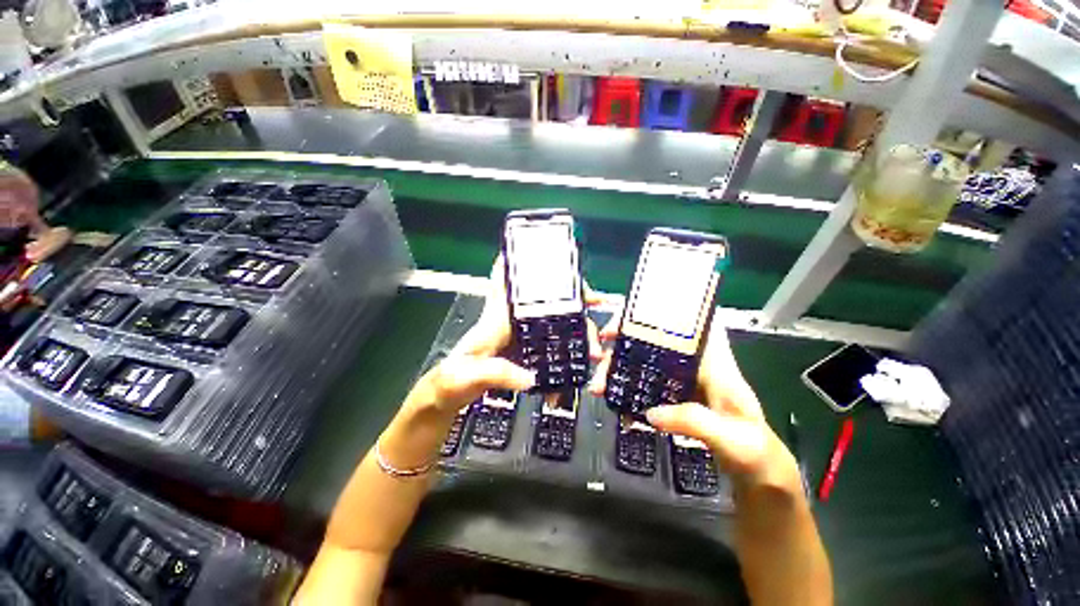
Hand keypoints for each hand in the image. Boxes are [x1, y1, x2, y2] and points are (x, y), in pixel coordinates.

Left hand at [419, 256, 602, 414]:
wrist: (446, 398)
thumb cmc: (450, 381)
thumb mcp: (467, 376)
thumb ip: (496, 373)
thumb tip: (531, 378)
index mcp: (496, 320)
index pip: (508, 283)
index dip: (523, 266)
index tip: (548, 257)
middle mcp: (510, 324)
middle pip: (543, 304)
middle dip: (570, 301)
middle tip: (593, 302)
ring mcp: (518, 339)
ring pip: (551, 325)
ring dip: (574, 329)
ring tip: (594, 344)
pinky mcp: (523, 354)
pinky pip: (548, 349)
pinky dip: (564, 355)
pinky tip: (575, 367)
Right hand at [589, 311, 793, 485]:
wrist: (758, 474)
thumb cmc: (753, 451)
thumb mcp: (731, 438)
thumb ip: (694, 421)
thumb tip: (650, 413)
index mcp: (714, 362)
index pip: (688, 322)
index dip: (659, 311)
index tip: (629, 318)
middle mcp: (695, 364)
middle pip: (654, 341)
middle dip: (624, 342)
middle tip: (599, 354)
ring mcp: (682, 379)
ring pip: (644, 361)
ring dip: (618, 368)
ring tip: (597, 385)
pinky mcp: (673, 395)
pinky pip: (644, 384)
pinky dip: (626, 391)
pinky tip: (615, 404)